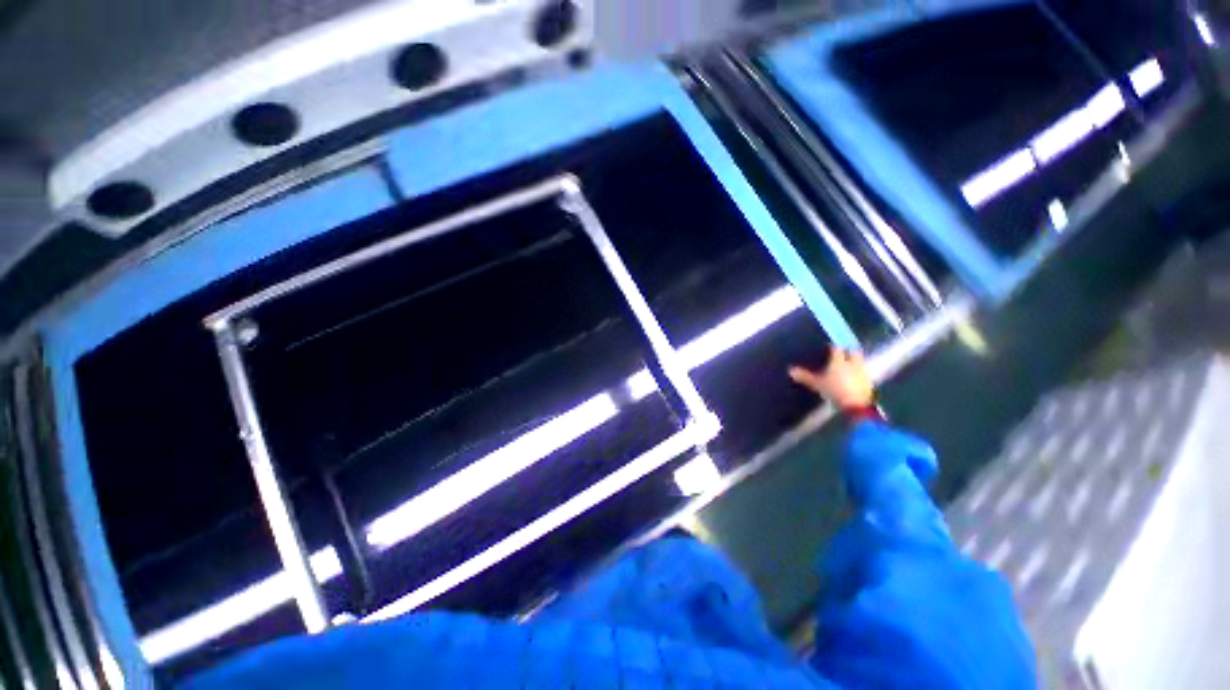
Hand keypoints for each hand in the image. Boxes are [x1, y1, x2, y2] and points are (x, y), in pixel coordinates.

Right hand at [789, 346, 875, 410]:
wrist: (856, 405)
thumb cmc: (834, 391)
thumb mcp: (817, 384)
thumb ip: (805, 376)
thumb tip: (791, 370)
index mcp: (839, 361)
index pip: (837, 349)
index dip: (833, 347)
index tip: (830, 348)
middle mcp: (852, 363)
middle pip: (854, 352)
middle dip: (849, 352)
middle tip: (843, 354)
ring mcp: (863, 372)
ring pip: (860, 362)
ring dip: (856, 362)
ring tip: (849, 366)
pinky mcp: (869, 382)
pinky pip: (864, 373)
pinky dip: (859, 373)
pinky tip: (855, 378)